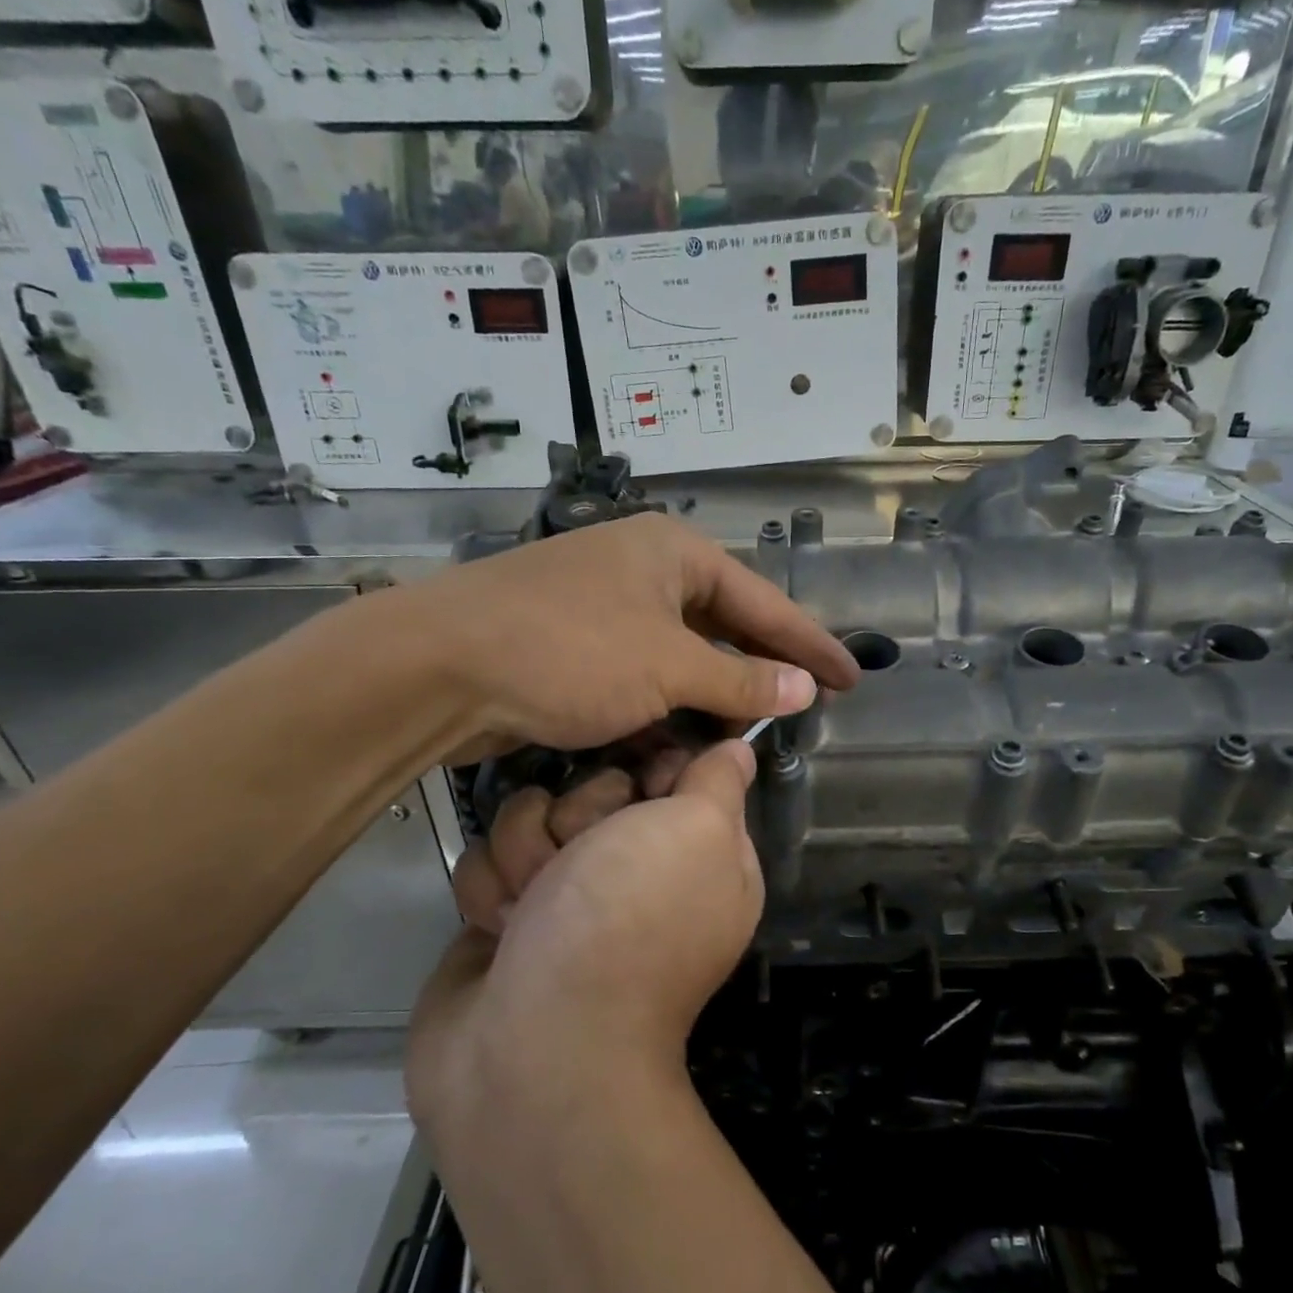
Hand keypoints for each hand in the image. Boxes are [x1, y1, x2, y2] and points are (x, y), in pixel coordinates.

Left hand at [370, 515, 857, 762]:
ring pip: (679, 659)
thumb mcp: (668, 667)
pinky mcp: (574, 647)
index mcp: (673, 553)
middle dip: (757, 672)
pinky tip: (682, 739)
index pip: (764, 603)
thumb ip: (741, 678)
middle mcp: (642, 570)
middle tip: (801, 709)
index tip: (853, 679)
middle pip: (722, 627)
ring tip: (745, 733)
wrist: (439, 668)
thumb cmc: (568, 652)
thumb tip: (806, 688)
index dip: (812, 646)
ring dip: (708, 698)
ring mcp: (604, 608)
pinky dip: (663, 708)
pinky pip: (641, 677)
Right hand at [407, 743, 762, 1132]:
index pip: (675, 771)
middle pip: (594, 788)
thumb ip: (719, 783)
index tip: (640, 786)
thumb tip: (738, 752)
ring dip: (526, 855)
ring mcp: (570, 894)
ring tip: (534, 909)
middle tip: (583, 861)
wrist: (535, 1046)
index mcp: (702, 854)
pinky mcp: (509, 915)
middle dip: (579, 815)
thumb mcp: (700, 832)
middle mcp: (639, 871)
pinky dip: (490, 894)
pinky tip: (501, 932)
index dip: (651, 769)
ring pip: (531, 817)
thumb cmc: (630, 921)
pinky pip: (488, 861)